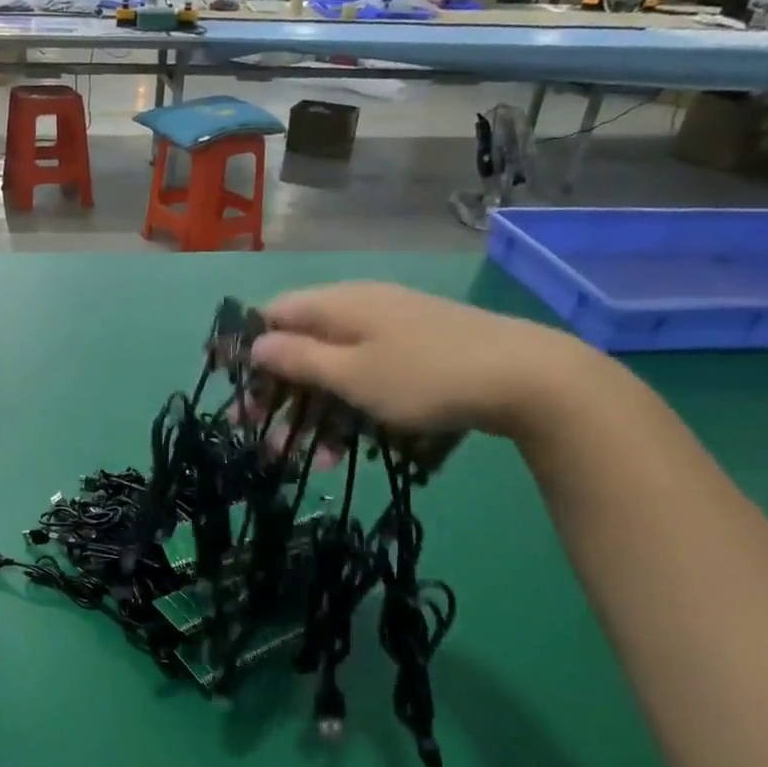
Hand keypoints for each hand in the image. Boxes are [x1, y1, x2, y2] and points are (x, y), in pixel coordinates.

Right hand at [247, 282, 587, 439]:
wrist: (525, 377)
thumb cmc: (424, 376)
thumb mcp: (352, 374)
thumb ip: (298, 359)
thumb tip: (255, 345)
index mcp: (336, 304)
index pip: (272, 316)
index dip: (250, 354)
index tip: (241, 396)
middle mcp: (358, 308)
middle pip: (301, 347)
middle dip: (283, 397)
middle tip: (268, 441)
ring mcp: (390, 329)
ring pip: (335, 369)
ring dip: (319, 415)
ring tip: (318, 462)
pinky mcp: (415, 351)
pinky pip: (367, 376)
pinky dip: (354, 409)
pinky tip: (357, 448)